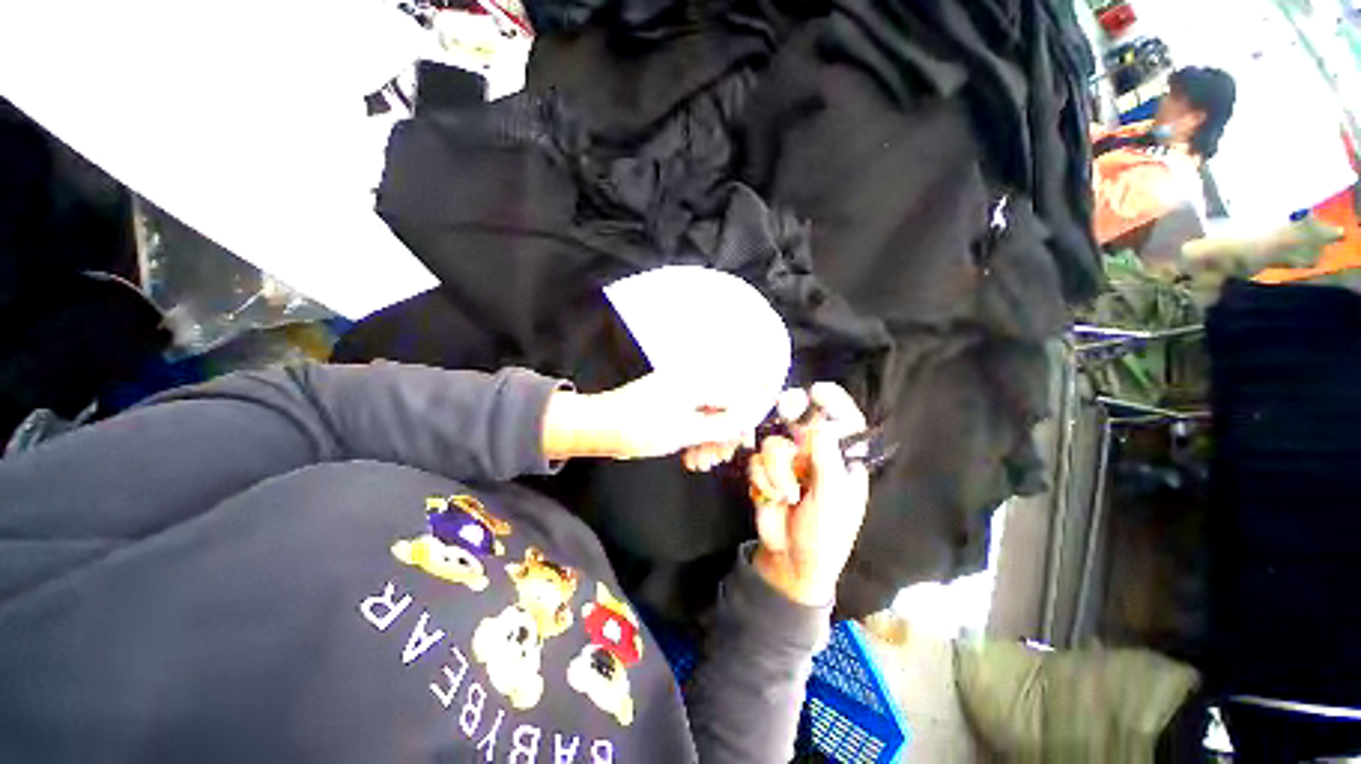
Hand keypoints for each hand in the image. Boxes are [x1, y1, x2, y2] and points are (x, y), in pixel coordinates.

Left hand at [542, 373, 749, 460]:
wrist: (599, 427)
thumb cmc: (640, 426)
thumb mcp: (686, 431)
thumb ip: (721, 427)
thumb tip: (745, 424)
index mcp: (696, 381)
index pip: (733, 397)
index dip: (741, 422)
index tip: (742, 444)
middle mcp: (690, 382)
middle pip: (720, 408)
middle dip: (721, 436)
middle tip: (717, 459)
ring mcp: (678, 393)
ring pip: (705, 417)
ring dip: (706, 441)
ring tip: (700, 463)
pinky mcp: (668, 404)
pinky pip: (690, 420)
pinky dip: (693, 438)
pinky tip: (690, 457)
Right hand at [747, 384, 869, 605]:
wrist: (791, 561)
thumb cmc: (825, 535)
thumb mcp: (833, 500)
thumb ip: (826, 462)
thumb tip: (819, 426)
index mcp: (841, 460)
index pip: (842, 423)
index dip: (832, 404)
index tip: (817, 390)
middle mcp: (814, 455)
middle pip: (801, 421)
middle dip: (790, 412)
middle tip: (784, 405)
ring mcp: (788, 463)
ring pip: (773, 444)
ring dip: (776, 471)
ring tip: (787, 496)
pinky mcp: (765, 473)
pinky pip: (757, 461)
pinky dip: (763, 480)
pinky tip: (772, 498)